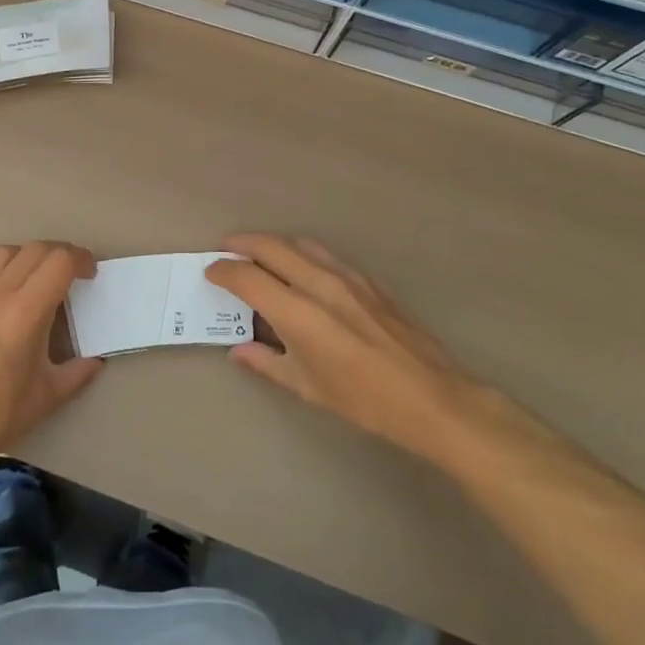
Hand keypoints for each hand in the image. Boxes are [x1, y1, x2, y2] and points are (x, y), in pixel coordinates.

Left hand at [0, 242, 104, 480]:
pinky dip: (10, 266)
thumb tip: (94, 361)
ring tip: (45, 279)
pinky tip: (17, 295)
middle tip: (77, 275)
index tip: (92, 275)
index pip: (58, 262)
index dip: (81, 260)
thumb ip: (76, 373)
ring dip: (33, 255)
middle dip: (62, 254)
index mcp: (24, 312)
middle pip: (36, 249)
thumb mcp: (46, 397)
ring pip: (8, 251)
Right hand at [208, 234, 483, 467]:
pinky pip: (326, 255)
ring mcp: (347, 277)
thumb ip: (267, 363)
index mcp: (298, 313)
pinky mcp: (369, 280)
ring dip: (273, 244)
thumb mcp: (307, 388)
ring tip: (260, 255)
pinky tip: (303, 270)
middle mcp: (319, 284)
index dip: (223, 271)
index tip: (210, 273)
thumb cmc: (364, 400)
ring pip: (300, 244)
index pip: (247, 277)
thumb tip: (239, 350)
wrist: (433, 398)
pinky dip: (303, 253)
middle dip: (242, 244)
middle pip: (270, 246)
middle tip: (225, 250)